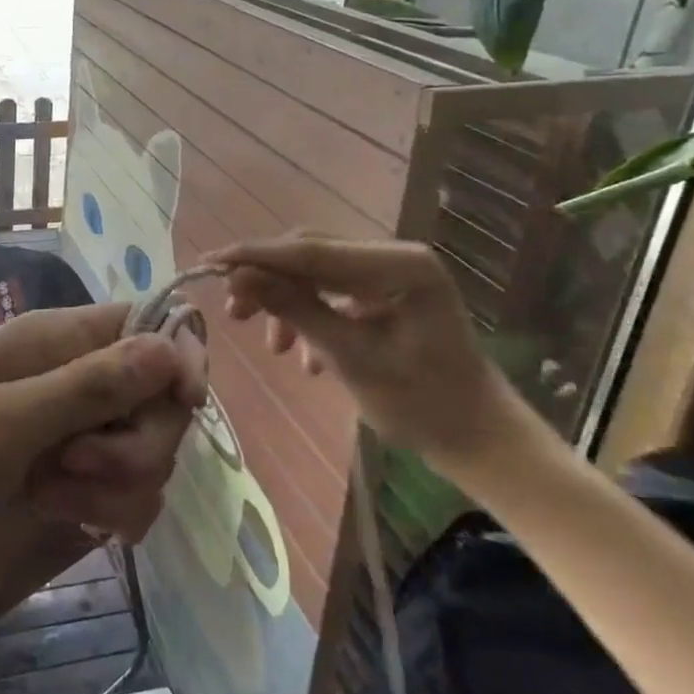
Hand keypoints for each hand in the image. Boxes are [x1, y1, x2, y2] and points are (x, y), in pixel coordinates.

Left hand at [0, 302, 204, 586]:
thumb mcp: (6, 422)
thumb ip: (91, 386)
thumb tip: (173, 346)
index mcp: (59, 339)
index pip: (152, 325)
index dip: (179, 361)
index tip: (181, 405)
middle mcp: (76, 376)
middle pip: (161, 399)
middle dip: (136, 445)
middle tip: (75, 465)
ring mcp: (74, 429)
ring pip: (148, 453)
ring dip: (115, 486)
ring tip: (52, 493)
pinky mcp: (71, 476)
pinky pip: (126, 493)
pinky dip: (106, 510)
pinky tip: (60, 515)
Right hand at [212, 233, 530, 472]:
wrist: (482, 443)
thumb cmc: (424, 406)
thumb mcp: (351, 358)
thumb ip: (295, 310)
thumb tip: (239, 276)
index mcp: (399, 265)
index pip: (311, 250)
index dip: (256, 255)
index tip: (210, 261)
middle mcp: (395, 256)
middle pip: (312, 254)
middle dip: (269, 280)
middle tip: (234, 311)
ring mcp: (393, 274)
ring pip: (318, 273)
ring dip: (288, 302)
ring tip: (272, 346)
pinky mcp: (388, 294)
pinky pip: (335, 292)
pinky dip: (312, 317)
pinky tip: (305, 358)